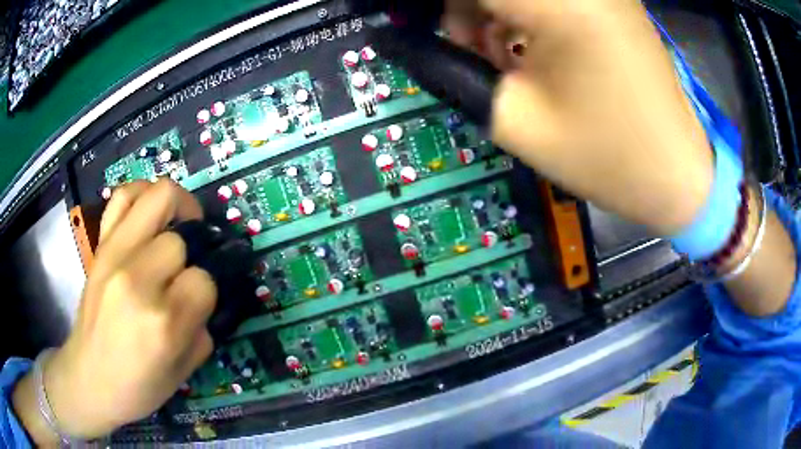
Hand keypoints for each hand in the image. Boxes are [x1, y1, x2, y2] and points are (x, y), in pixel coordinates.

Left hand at [14, 180, 217, 441]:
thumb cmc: (138, 386)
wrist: (88, 378)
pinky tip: (151, 212)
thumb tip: (207, 293)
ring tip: (180, 223)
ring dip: (177, 207)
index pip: (203, 280)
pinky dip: (144, 193)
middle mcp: (137, 280)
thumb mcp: (184, 371)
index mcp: (163, 322)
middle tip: (187, 269)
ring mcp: (114, 255)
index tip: (198, 302)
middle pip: (181, 239)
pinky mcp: (100, 245)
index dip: (207, 290)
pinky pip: (124, 196)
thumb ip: (202, 327)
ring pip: (158, 198)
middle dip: (192, 254)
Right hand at [444, 0, 714, 235]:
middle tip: (467, 49)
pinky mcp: (611, 1)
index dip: (441, 10)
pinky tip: (533, 47)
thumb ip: (455, 70)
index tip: (431, 35)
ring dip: (494, 10)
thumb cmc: (605, 156)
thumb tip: (418, 42)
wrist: (677, 172)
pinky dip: (526, 12)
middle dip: (466, 10)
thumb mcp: (516, 119)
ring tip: (502, 56)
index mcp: (559, 4)